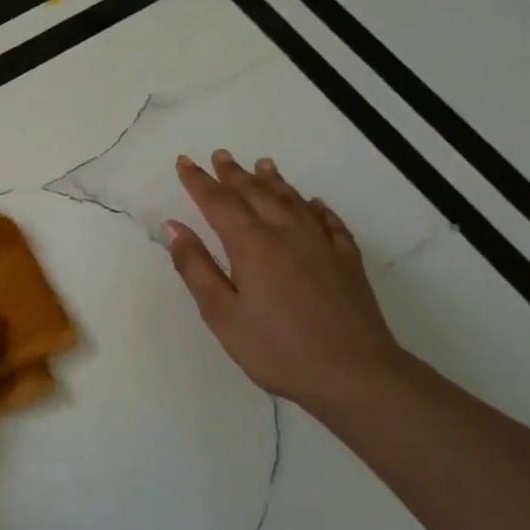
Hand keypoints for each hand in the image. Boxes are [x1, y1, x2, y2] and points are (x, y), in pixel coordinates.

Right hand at [163, 150, 407, 411]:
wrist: (355, 374)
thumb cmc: (278, 349)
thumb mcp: (222, 314)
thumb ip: (196, 267)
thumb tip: (173, 226)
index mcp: (251, 245)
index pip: (218, 203)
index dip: (198, 181)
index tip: (184, 161)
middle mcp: (286, 233)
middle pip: (256, 194)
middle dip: (234, 174)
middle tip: (220, 155)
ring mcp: (322, 245)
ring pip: (292, 200)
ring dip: (273, 181)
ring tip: (262, 164)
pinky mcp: (348, 261)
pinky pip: (329, 222)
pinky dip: (316, 207)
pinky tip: (313, 203)